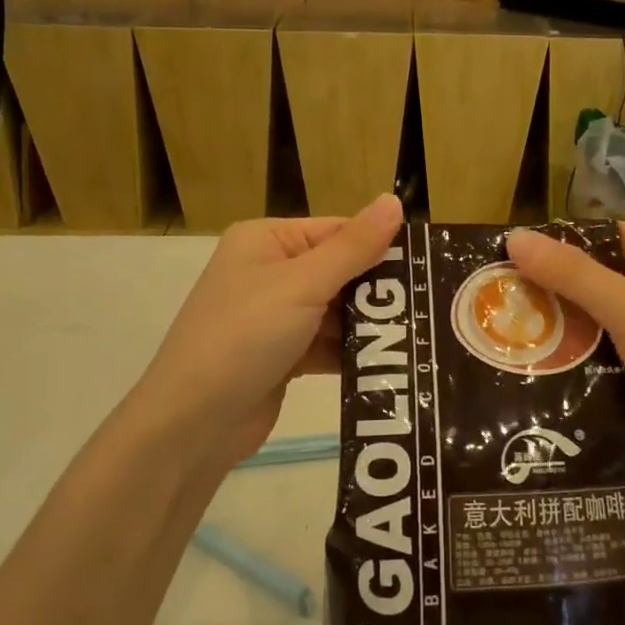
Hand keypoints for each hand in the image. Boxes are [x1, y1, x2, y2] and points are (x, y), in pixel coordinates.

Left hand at [126, 195, 403, 472]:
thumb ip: (353, 246)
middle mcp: (269, 271)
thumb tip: (394, 200)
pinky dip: (352, 352)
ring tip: (421, 335)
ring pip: (336, 311)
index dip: (379, 246)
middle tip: (431, 304)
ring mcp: (274, 316)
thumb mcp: (302, 284)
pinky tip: (391, 363)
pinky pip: (327, 344)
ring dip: (369, 325)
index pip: (336, 231)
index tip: (427, 264)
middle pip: (339, 271)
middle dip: (378, 291)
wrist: (193, 424)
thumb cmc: (245, 336)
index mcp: (266, 240)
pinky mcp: (282, 355)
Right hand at [507, 224, 624, 502]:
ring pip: (589, 322)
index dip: (558, 241)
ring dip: (553, 328)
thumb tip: (514, 236)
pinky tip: (526, 366)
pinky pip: (595, 357)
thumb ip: (574, 275)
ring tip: (495, 332)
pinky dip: (567, 360)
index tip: (505, 254)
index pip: (604, 236)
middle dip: (546, 289)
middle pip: (592, 279)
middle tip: (491, 298)